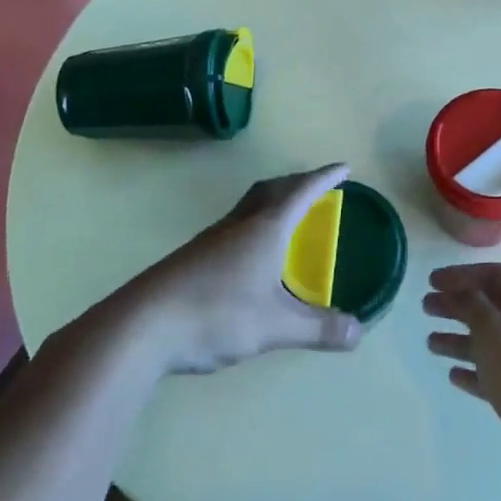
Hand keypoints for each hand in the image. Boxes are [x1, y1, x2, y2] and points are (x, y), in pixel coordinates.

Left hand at [130, 164, 363, 374]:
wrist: (141, 325)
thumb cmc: (216, 314)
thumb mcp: (274, 326)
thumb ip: (317, 328)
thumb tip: (359, 331)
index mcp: (265, 228)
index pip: (302, 192)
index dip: (325, 178)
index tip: (344, 168)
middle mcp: (240, 224)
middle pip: (273, 190)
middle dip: (299, 183)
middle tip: (318, 188)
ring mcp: (213, 239)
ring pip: (250, 205)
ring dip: (274, 200)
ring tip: (289, 214)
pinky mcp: (195, 256)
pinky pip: (236, 224)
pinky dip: (256, 223)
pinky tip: (252, 252)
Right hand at [425, 262, 500, 499]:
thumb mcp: (493, 328)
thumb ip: (471, 303)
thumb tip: (459, 289)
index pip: (494, 275)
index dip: (461, 275)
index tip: (431, 281)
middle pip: (492, 308)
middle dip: (458, 305)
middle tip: (426, 308)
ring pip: (492, 343)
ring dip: (461, 340)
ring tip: (430, 343)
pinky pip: (497, 375)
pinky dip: (475, 372)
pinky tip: (454, 375)